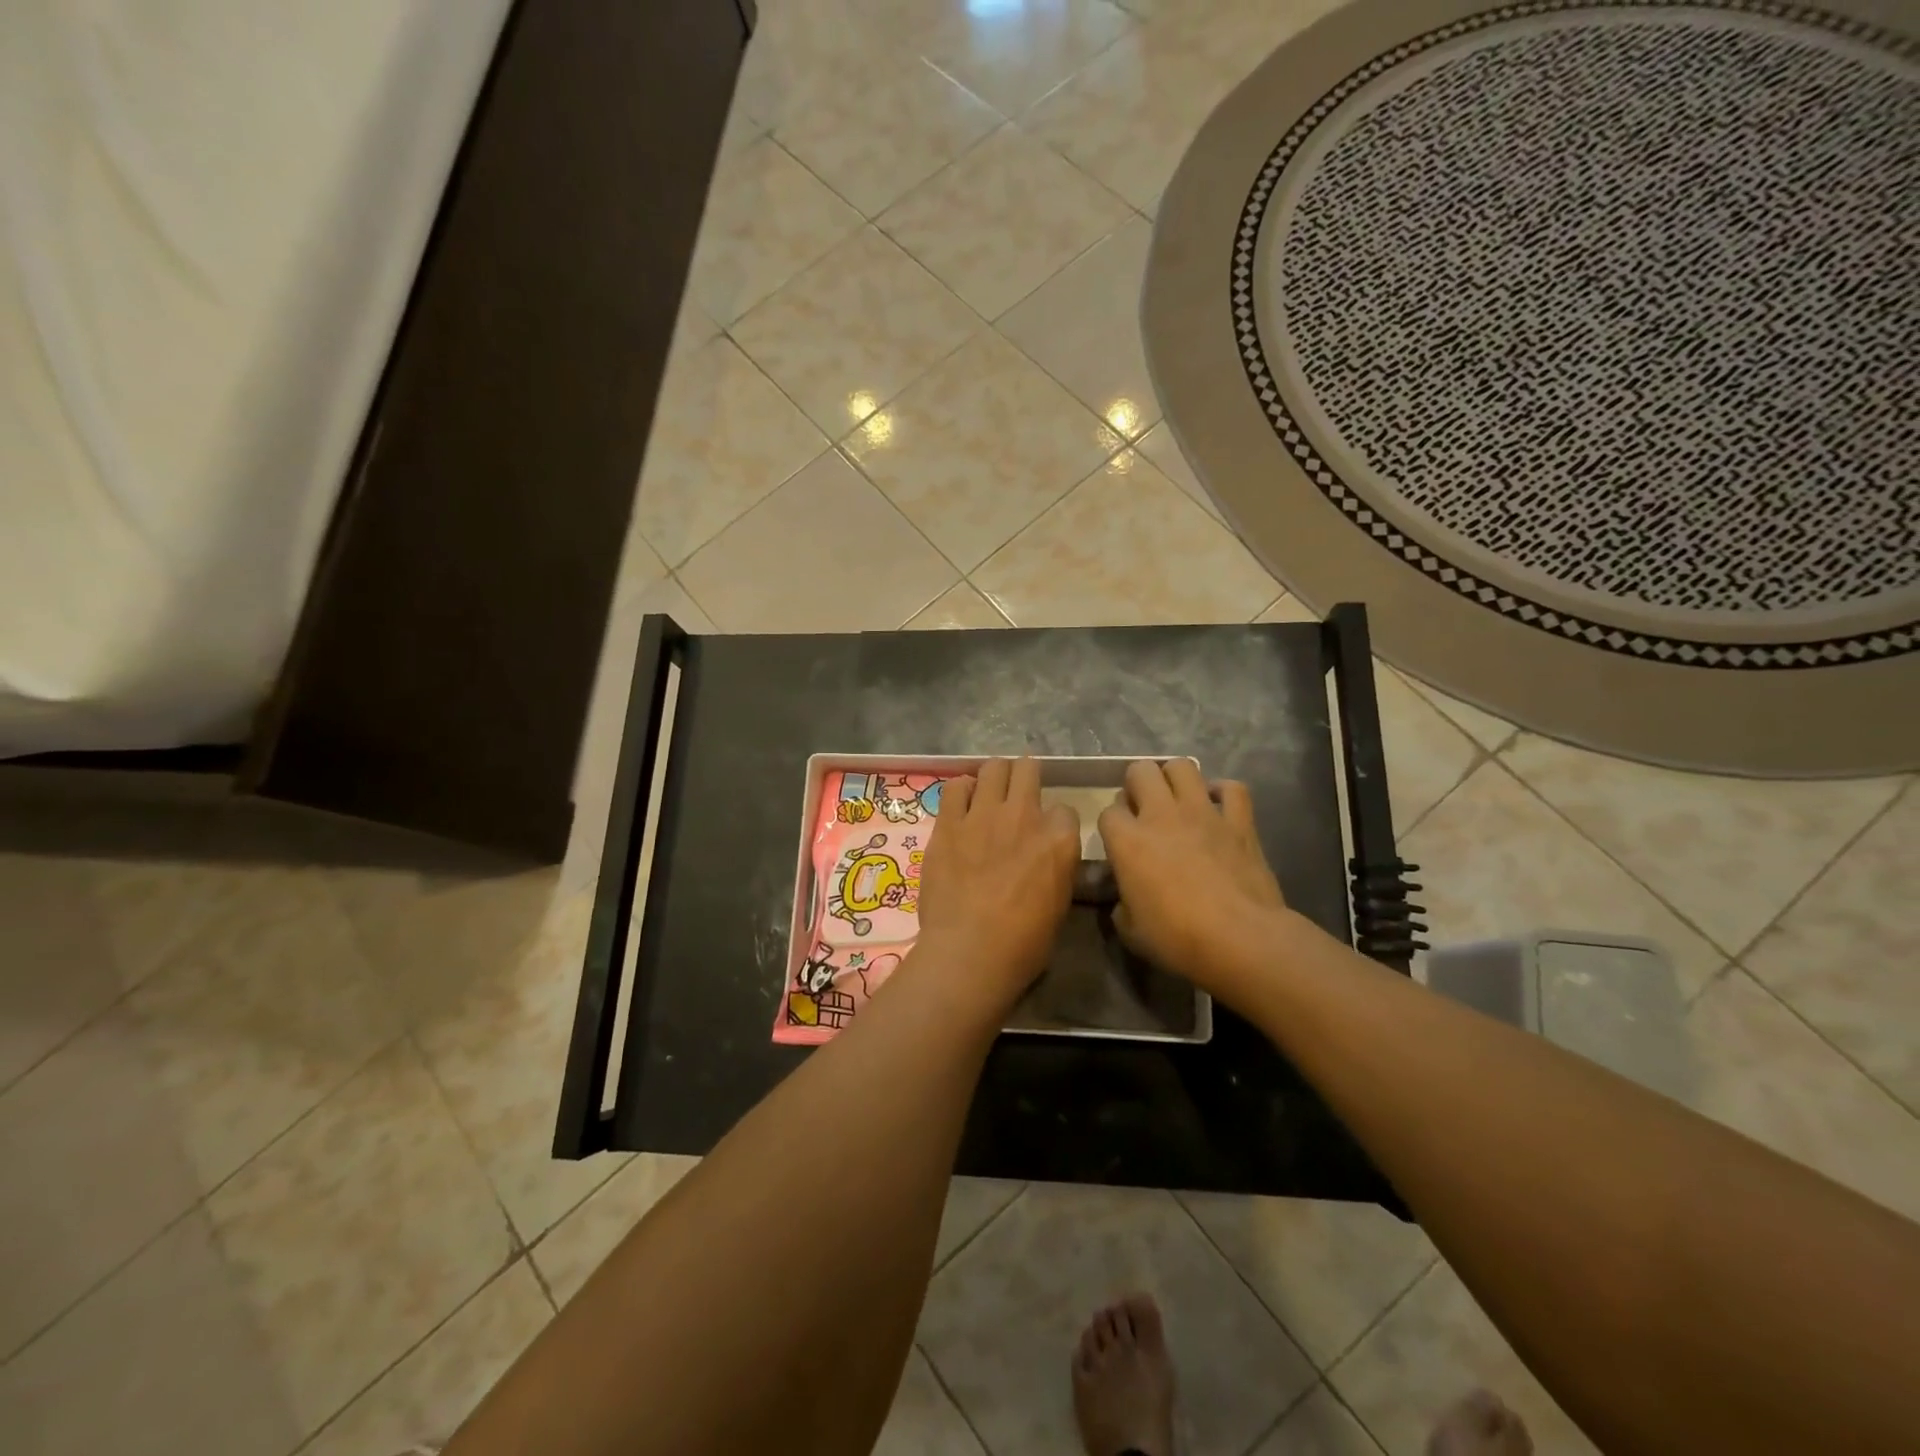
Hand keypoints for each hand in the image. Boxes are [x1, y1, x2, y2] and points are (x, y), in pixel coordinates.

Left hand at [915, 758, 1079, 1011]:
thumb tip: (1048, 860)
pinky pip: (955, 786)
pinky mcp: (949, 822)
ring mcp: (984, 814)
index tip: (1046, 834)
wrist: (969, 952)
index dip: (1055, 821)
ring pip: (993, 768)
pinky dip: (961, 790)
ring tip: (988, 793)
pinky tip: (960, 804)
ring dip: (994, 777)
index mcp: (1059, 839)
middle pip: (1028, 768)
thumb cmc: (1022, 944)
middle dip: (1025, 776)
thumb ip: (1056, 869)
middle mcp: (1025, 815)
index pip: (1065, 809)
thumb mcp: (1059, 905)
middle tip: (1017, 793)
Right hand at [1097, 760, 1289, 994]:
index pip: (1108, 812)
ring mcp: (1203, 813)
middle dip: (1137, 784)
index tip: (1119, 841)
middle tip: (1143, 809)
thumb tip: (1126, 899)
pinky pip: (1232, 788)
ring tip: (1177, 799)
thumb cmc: (1178, 939)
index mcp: (1128, 841)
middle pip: (1140, 771)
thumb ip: (1122, 904)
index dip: (1112, 824)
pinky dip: (1223, 792)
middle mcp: (1161, 815)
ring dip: (1175, 778)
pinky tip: (1218, 806)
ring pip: (1182, 766)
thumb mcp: (1131, 930)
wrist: (1241, 939)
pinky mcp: (1239, 820)